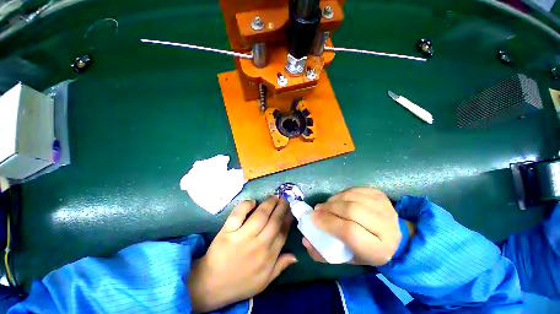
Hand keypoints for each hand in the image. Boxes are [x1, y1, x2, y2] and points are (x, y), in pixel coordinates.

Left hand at [188, 196, 295, 311]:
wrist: (211, 285)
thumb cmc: (240, 282)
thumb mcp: (264, 281)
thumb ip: (280, 266)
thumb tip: (296, 255)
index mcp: (268, 256)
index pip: (282, 233)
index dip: (288, 219)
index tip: (291, 210)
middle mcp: (258, 245)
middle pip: (274, 221)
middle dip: (281, 208)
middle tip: (284, 198)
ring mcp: (242, 238)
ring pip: (260, 216)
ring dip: (269, 204)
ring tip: (274, 197)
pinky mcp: (227, 232)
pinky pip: (238, 215)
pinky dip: (246, 205)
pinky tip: (253, 202)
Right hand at [302, 188, 413, 265]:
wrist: (394, 238)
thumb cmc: (367, 251)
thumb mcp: (348, 258)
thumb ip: (324, 252)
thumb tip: (305, 241)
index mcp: (378, 248)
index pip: (349, 232)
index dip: (328, 223)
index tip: (313, 218)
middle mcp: (385, 226)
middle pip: (351, 211)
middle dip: (330, 208)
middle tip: (318, 209)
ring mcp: (384, 207)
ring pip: (352, 197)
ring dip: (334, 199)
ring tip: (327, 205)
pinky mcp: (380, 195)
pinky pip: (355, 190)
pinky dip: (342, 193)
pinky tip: (339, 200)